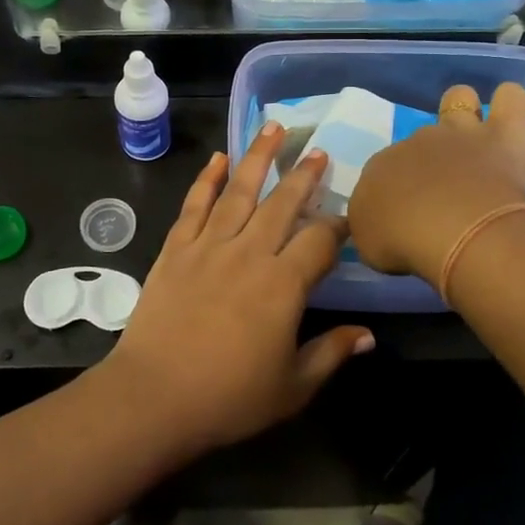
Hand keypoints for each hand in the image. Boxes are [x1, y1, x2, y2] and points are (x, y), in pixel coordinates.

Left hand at [102, 124, 373, 453]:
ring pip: (239, 191)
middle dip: (303, 175)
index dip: (337, 227)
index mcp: (283, 284)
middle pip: (282, 203)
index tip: (347, 218)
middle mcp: (249, 253)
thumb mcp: (293, 387)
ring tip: (272, 127)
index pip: (319, 241)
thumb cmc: (229, 398)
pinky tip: (218, 159)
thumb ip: (331, 354)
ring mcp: (209, 246)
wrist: (154, 397)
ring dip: (257, 157)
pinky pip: (195, 205)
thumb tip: (369, 335)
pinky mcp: (176, 249)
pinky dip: (207, 179)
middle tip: (317, 150)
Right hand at [347, 83, 524, 282]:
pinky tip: (510, 113)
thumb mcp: (367, 242)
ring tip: (473, 139)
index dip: (395, 190)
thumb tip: (382, 220)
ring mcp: (460, 134)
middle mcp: (416, 142)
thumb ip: (373, 224)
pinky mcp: (503, 137)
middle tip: (442, 193)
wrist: (451, 232)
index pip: (384, 171)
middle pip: (420, 139)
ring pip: (460, 100)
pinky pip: (512, 101)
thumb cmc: (402, 242)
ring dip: (464, 112)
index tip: (406, 217)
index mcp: (380, 167)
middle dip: (428, 157)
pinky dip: (511, 102)